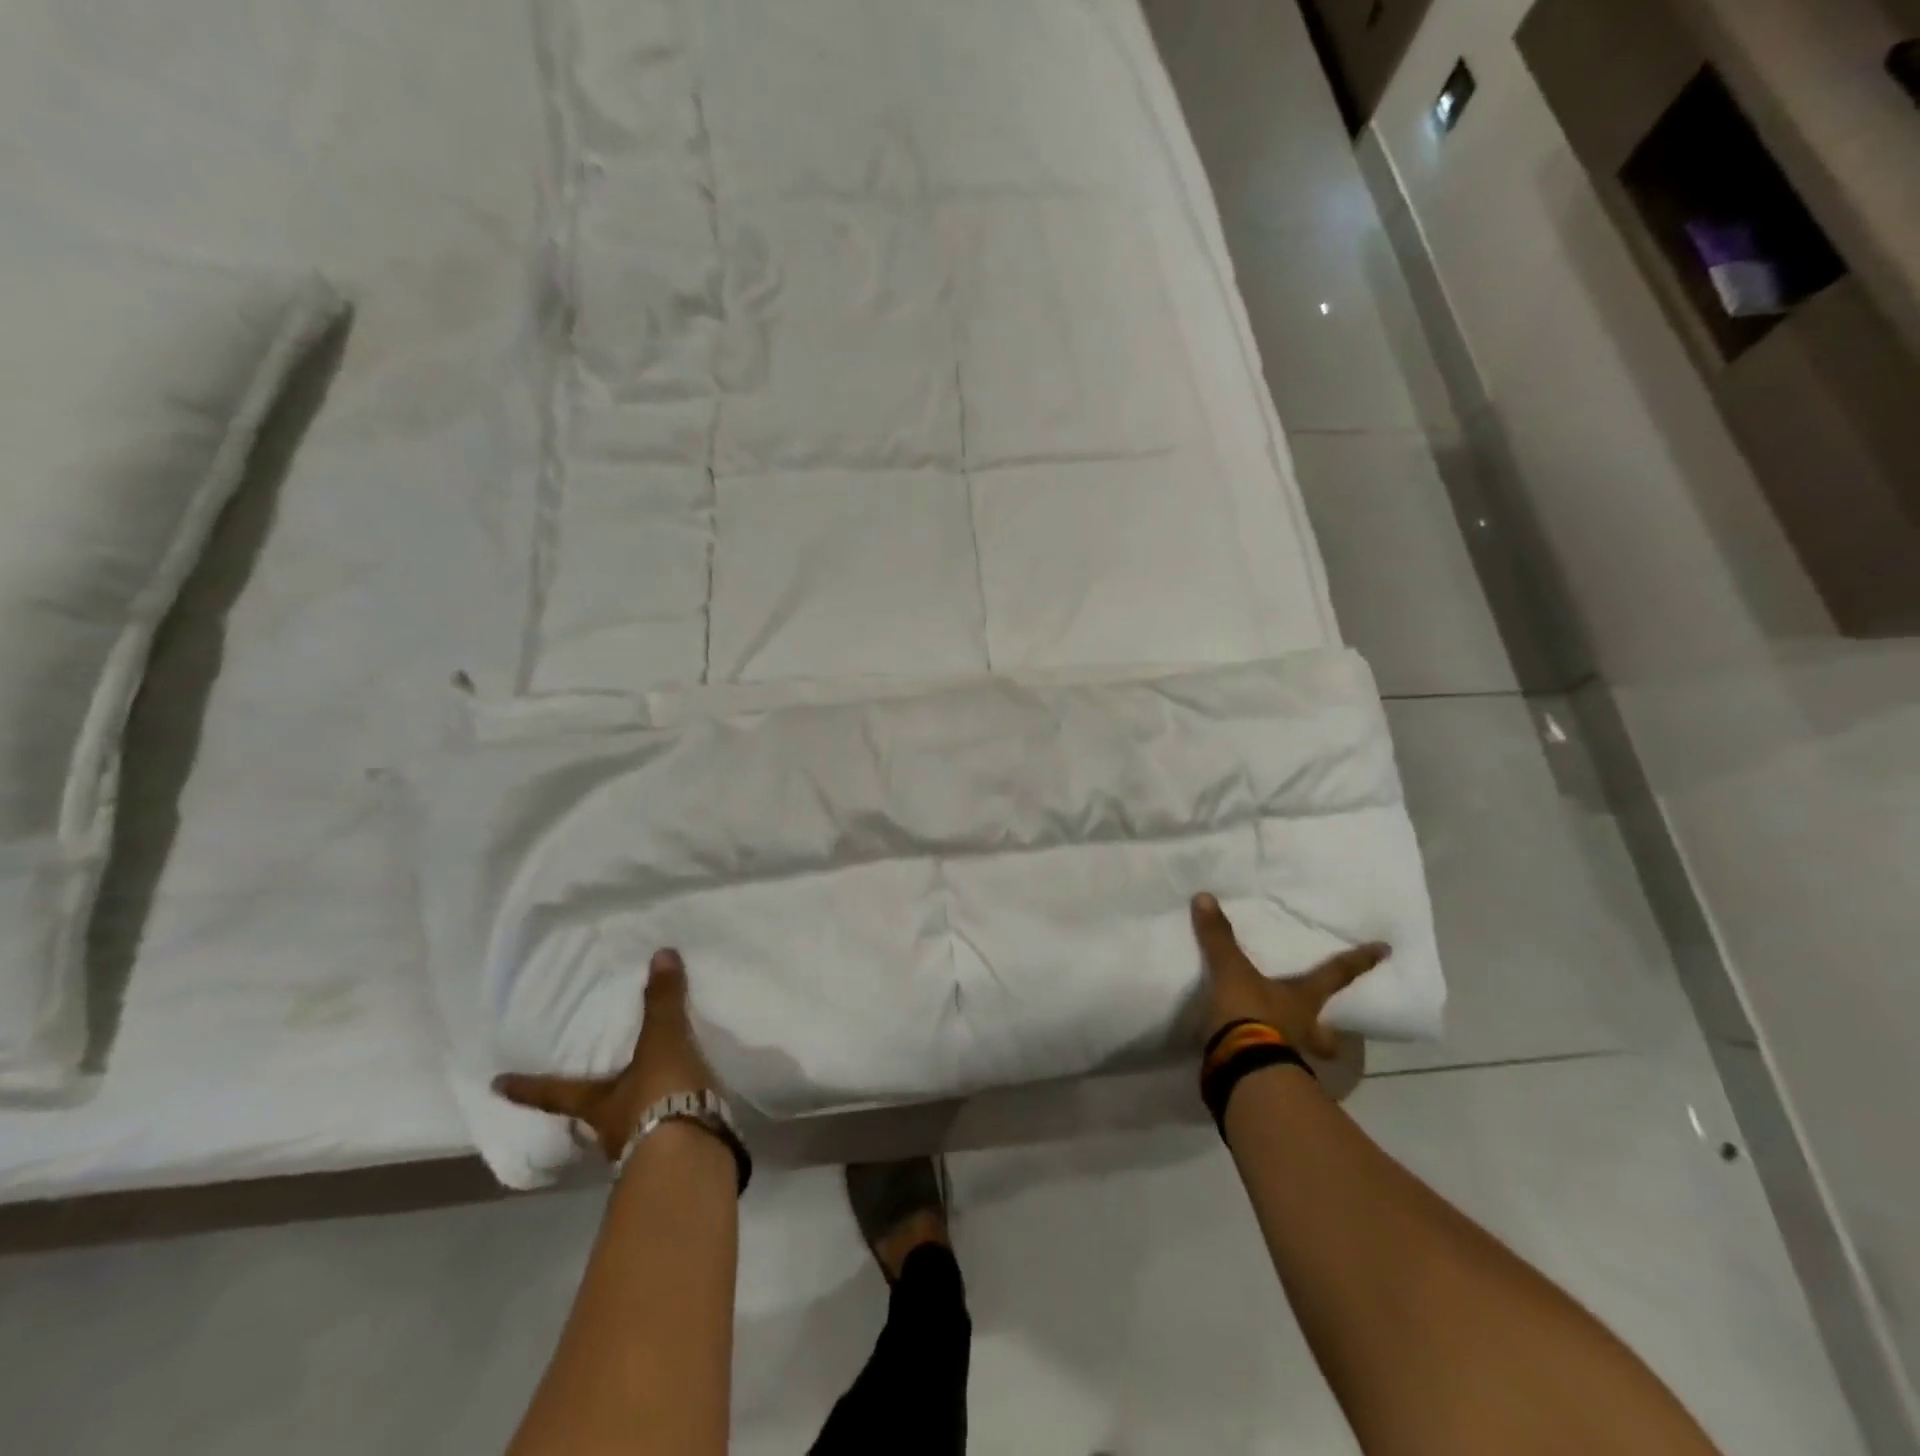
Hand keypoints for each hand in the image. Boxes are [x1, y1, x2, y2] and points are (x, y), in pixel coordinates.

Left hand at [493, 949, 719, 1162]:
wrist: (691, 1157)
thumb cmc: (661, 1097)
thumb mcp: (663, 1044)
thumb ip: (663, 1003)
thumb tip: (661, 953)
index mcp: (598, 1104)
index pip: (555, 1093)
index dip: (528, 1088)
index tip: (497, 1086)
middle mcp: (610, 1131)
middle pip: (592, 1116)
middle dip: (592, 1104)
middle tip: (591, 1091)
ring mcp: (640, 1151)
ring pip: (629, 1130)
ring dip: (636, 1116)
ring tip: (652, 1098)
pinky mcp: (673, 1161)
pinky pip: (666, 1137)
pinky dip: (672, 1125)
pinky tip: (688, 1114)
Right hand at [1191, 892, 1388, 1059]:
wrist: (1241, 1071)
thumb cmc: (1250, 1015)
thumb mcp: (1231, 972)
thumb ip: (1220, 938)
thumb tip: (1205, 897)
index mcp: (1304, 1000)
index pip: (1336, 974)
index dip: (1359, 961)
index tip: (1385, 950)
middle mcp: (1305, 1030)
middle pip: (1329, 1034)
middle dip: (1332, 1034)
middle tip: (1334, 1033)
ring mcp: (1289, 1058)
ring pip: (1305, 1054)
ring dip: (1300, 1049)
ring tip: (1286, 1042)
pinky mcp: (1267, 1078)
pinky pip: (1272, 1067)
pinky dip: (1265, 1061)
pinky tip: (1251, 1057)